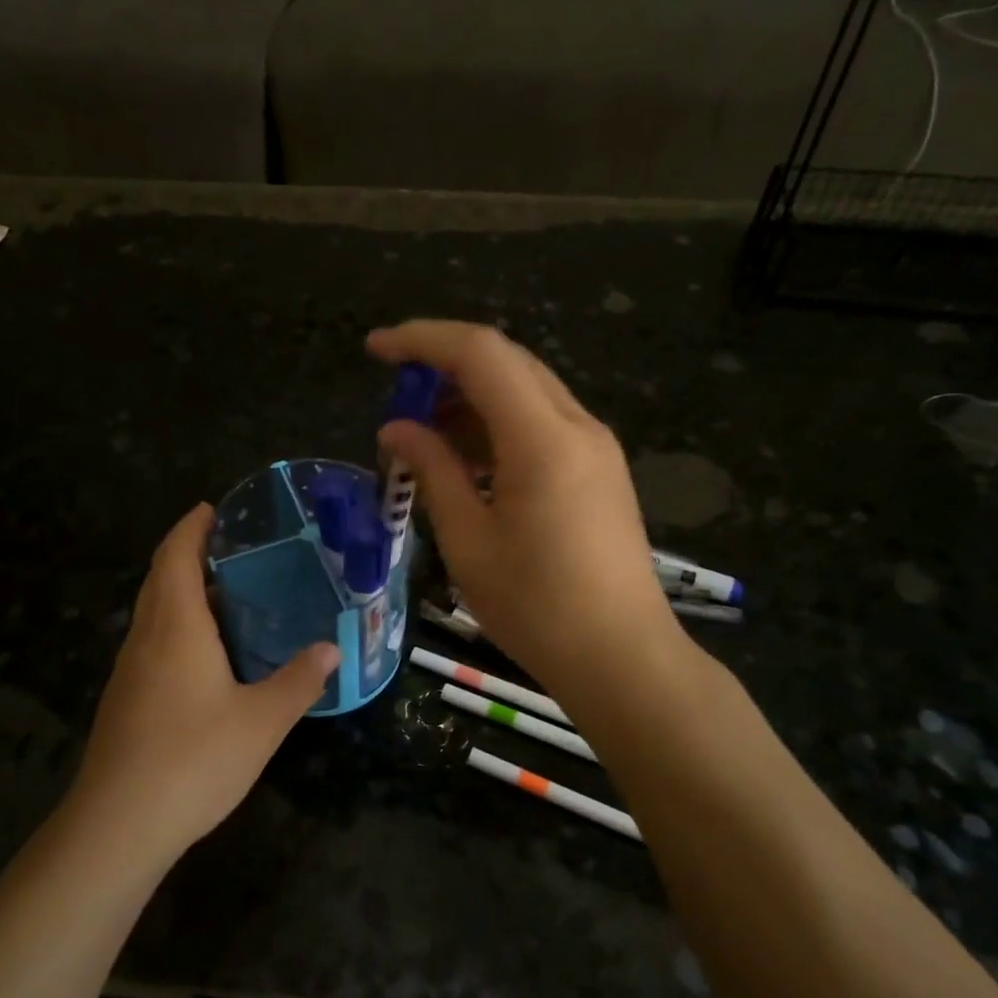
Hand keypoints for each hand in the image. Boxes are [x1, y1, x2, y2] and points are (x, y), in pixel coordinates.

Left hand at [67, 504, 339, 862]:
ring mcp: (128, 671)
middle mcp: (145, 638)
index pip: (174, 555)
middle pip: (159, 578)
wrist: (118, 825)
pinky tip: (206, 656)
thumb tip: (331, 648)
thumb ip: (298, 680)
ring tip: (226, 596)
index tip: (212, 509)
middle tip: (232, 549)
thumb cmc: (193, 759)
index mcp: (176, 627)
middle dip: (187, 553)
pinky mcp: (124, 701)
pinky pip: (151, 643)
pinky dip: (176, 627)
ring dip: (181, 592)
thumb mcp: (262, 720)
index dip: (190, 527)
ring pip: (153, 612)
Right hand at [368, 320, 682, 695]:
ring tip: (424, 437)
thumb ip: (431, 471)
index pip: (480, 353)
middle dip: (444, 366)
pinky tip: (467, 461)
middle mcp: (577, 425)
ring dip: (471, 398)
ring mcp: (595, 446)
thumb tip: (396, 429)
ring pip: (525, 391)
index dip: (422, 339)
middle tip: (397, 398)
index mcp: (543, 438)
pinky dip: (498, 426)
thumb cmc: (536, 607)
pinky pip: (542, 423)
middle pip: (506, 362)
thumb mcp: (468, 540)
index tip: (375, 349)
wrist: (622, 657)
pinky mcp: (599, 470)